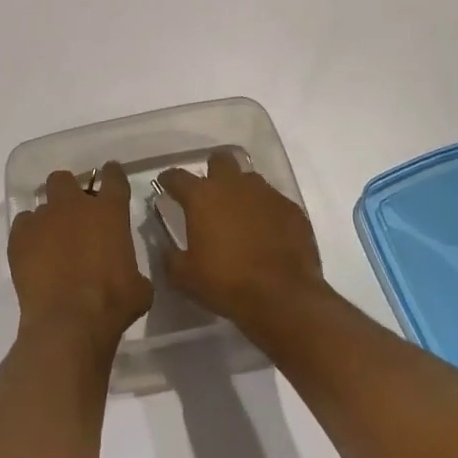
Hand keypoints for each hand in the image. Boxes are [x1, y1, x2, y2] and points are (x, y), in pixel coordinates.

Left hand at [8, 164, 151, 351]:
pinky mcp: (19, 236)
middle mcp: (74, 205)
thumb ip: (133, 270)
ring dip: (48, 217)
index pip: (113, 177)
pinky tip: (33, 255)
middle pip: (65, 179)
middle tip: (73, 213)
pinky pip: (23, 224)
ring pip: (41, 202)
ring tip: (51, 241)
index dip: (112, 174)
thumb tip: (130, 276)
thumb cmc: (112, 303)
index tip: (111, 175)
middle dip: (68, 191)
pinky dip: (28, 236)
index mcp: (109, 211)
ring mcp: (44, 218)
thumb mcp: (138, 288)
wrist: (69, 322)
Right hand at [156, 149, 326, 330]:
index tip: (166, 185)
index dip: (169, 180)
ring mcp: (266, 194)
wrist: (284, 298)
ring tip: (240, 213)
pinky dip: (267, 211)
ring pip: (249, 179)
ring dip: (242, 190)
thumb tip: (166, 249)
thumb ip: (171, 258)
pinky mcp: (291, 209)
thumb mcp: (186, 278)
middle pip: (220, 160)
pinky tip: (268, 231)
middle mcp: (233, 185)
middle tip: (210, 193)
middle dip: (213, 171)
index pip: (177, 176)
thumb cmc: (227, 283)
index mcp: (202, 197)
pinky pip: (274, 201)